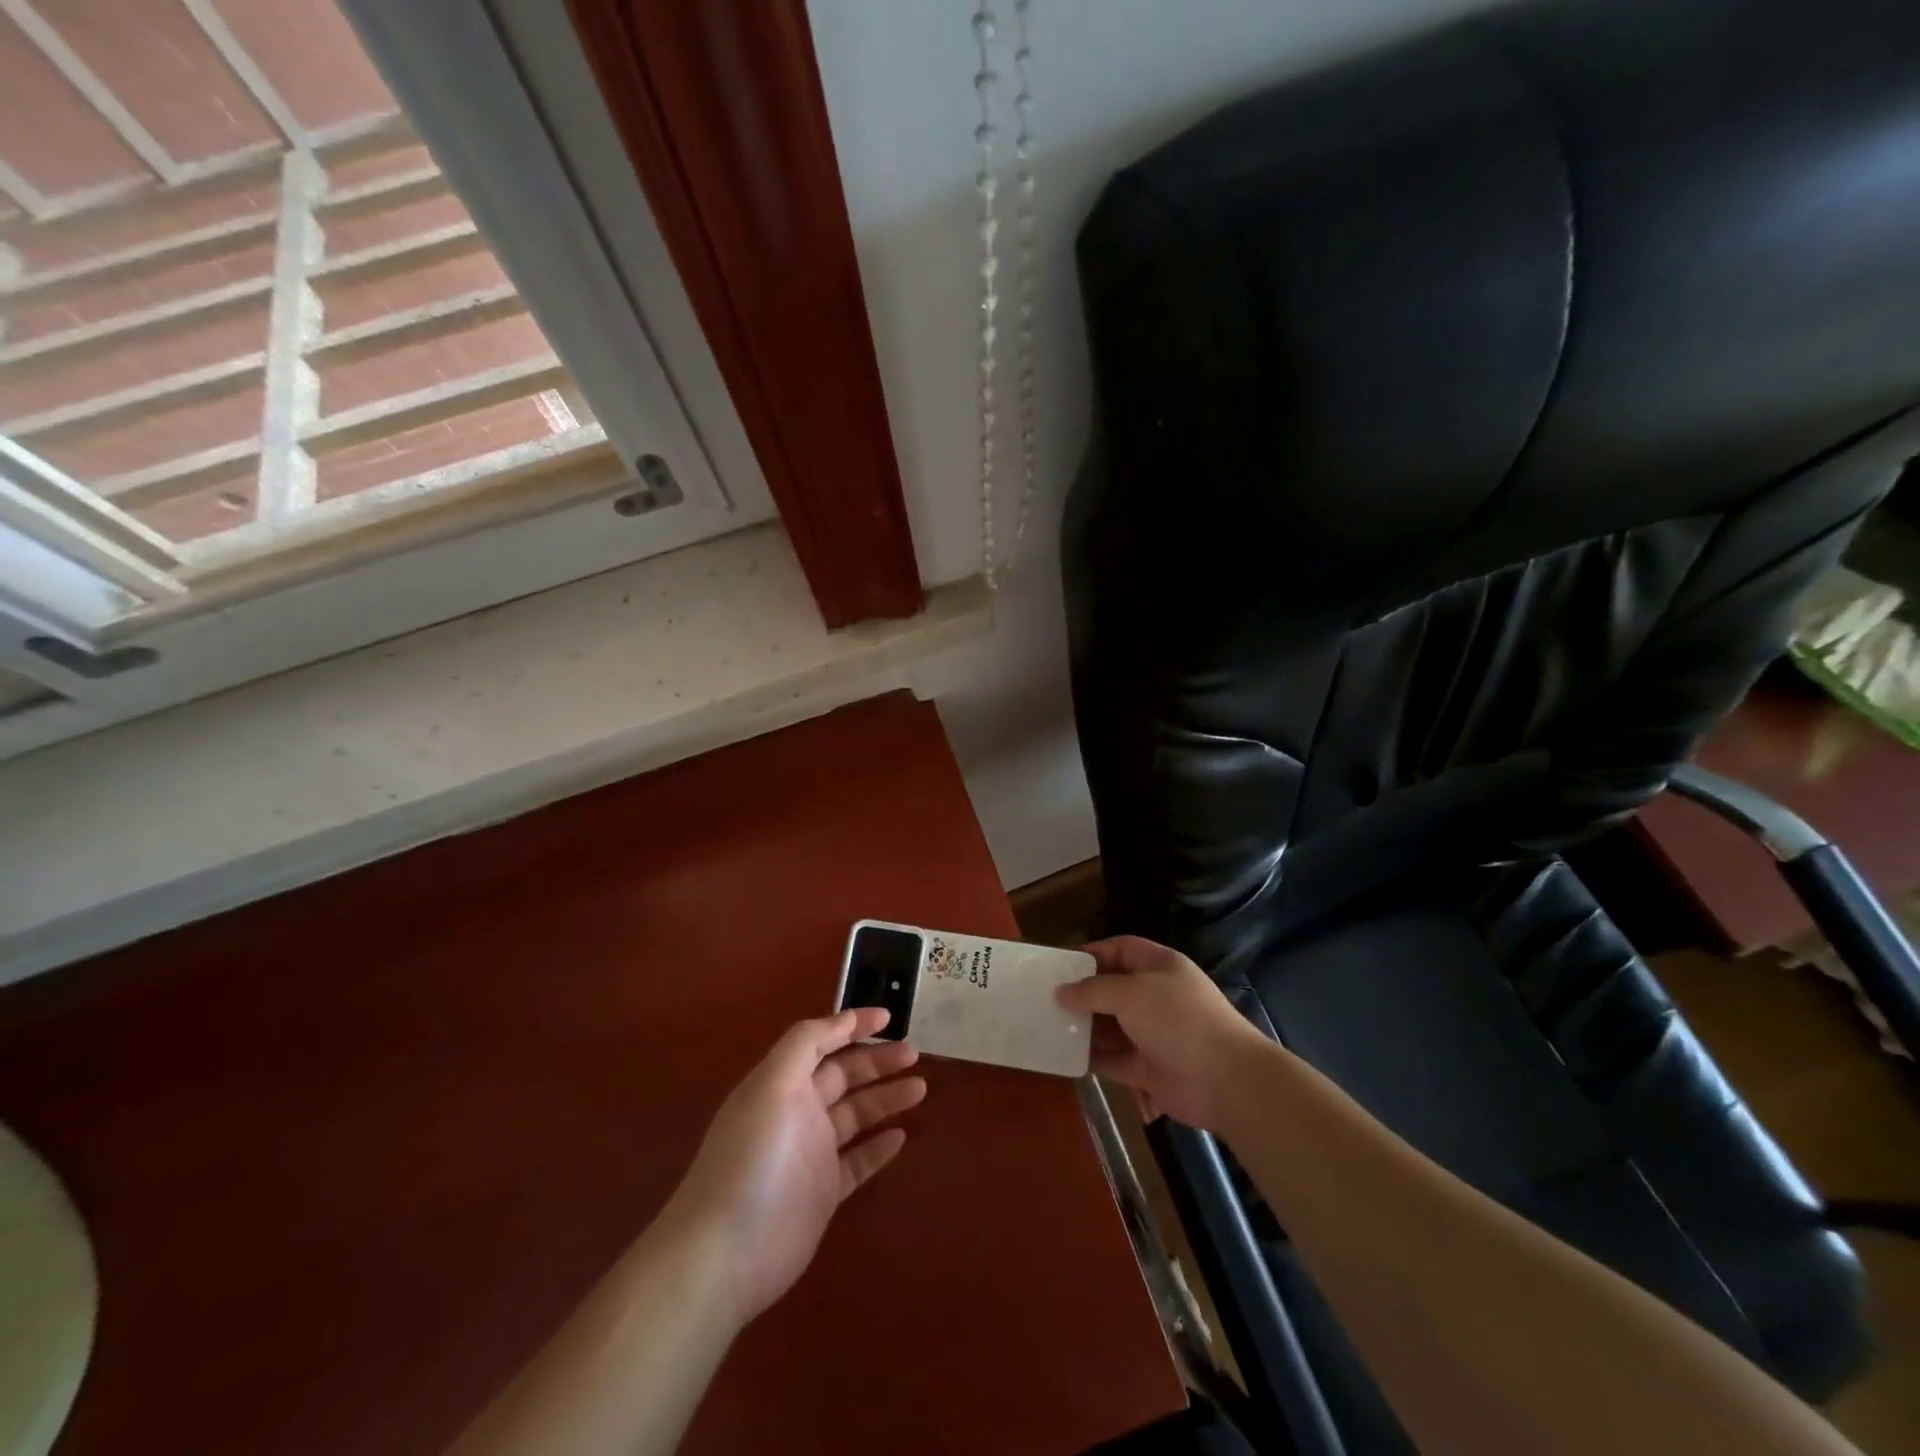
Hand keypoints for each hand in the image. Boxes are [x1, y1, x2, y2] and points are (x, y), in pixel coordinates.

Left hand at [663, 1008, 924, 1324]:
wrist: (725, 1254)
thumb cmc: (752, 1158)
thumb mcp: (773, 1084)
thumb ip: (805, 1045)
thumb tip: (841, 1019)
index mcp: (782, 1082)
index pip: (821, 1042)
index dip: (852, 1026)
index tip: (888, 1017)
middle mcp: (797, 1112)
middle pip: (843, 1076)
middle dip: (877, 1061)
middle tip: (914, 1053)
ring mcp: (811, 1155)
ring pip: (856, 1116)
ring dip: (886, 1099)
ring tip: (920, 1088)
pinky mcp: (823, 1194)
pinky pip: (858, 1161)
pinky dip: (878, 1147)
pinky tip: (901, 1136)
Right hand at [1056, 936, 1268, 1129]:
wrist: (1225, 1080)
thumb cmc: (1178, 1020)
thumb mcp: (1131, 993)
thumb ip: (1093, 990)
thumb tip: (1061, 991)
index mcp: (1160, 967)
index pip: (1121, 949)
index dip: (1092, 952)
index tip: (1060, 963)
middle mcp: (1156, 997)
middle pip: (1112, 988)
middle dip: (1082, 993)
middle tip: (1045, 996)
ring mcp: (1153, 1034)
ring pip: (1110, 1025)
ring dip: (1084, 1026)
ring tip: (1048, 1024)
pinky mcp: (1148, 1068)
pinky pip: (1113, 1059)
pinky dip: (1092, 1058)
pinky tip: (1065, 1055)